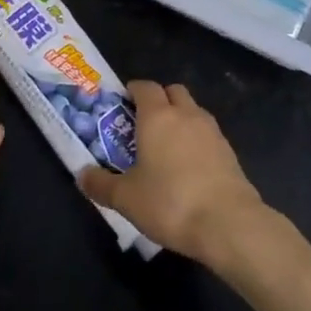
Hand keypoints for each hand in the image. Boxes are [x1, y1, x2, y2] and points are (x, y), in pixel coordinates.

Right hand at [77, 81, 267, 265]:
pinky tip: (188, 166)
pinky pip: (207, 134)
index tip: (122, 103)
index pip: (145, 87)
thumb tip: (82, 175)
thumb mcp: (126, 198)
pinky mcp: (229, 151)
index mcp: (157, 116)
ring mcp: (212, 131)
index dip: (132, 90)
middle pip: (173, 91)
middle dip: (159, 99)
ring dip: (180, 118)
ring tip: (166, 146)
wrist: (228, 223)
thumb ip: (101, 185)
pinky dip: (196, 140)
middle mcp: (186, 114)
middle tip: (143, 123)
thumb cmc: (170, 202)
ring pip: (193, 111)